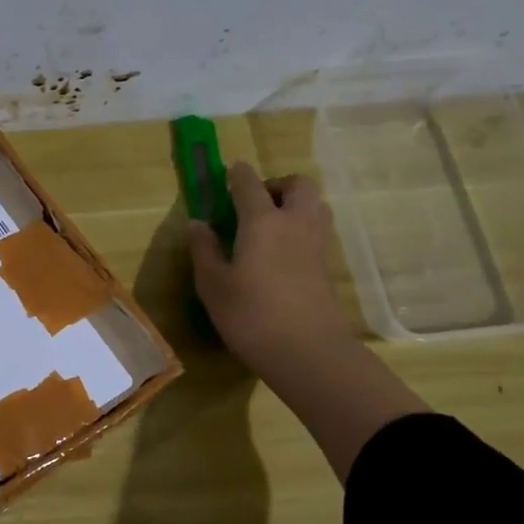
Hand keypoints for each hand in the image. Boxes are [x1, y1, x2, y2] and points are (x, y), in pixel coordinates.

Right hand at [187, 162, 349, 378]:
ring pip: (314, 205)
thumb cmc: (251, 315)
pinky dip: (301, 228)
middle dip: (277, 184)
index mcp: (263, 222)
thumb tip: (197, 224)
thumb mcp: (213, 285)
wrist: (308, 352)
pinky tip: (281, 253)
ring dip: (294, 204)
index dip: (237, 174)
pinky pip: (317, 230)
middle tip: (255, 202)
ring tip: (270, 225)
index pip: (250, 184)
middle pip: (298, 185)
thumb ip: (204, 250)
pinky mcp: (327, 267)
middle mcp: (295, 223)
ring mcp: (316, 245)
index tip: (229, 171)